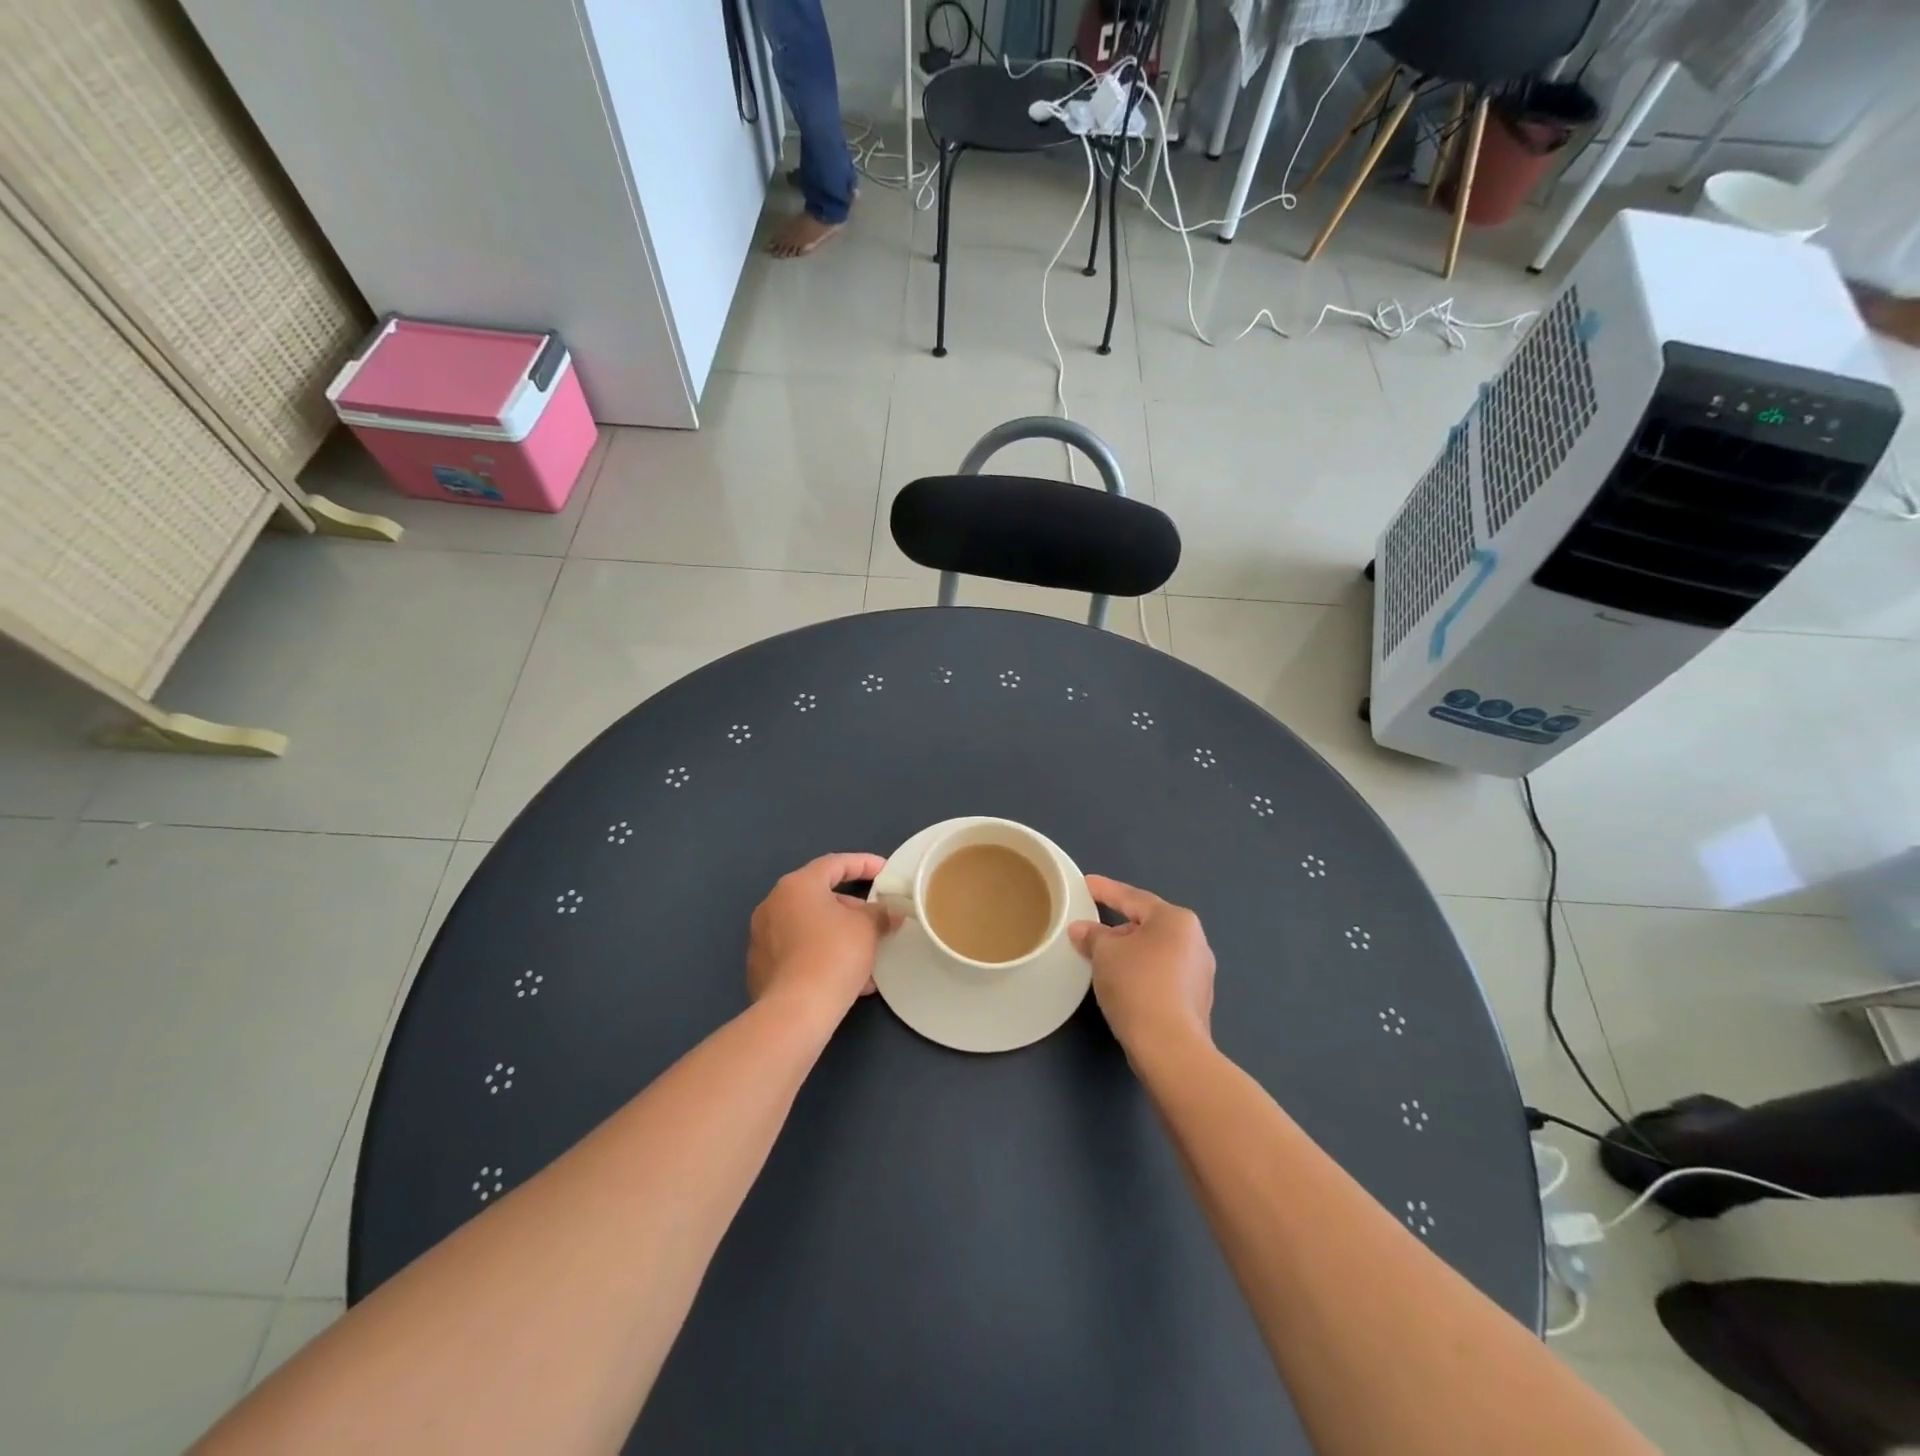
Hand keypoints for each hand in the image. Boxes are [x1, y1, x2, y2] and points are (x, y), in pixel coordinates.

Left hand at [747, 853, 900, 1018]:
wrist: (796, 1010)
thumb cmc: (835, 954)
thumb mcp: (867, 928)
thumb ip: (880, 913)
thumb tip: (887, 913)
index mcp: (797, 885)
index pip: (835, 864)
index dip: (864, 864)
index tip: (885, 872)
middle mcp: (773, 905)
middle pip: (820, 897)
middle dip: (852, 908)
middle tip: (876, 920)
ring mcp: (762, 937)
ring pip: (810, 927)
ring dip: (839, 935)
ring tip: (866, 954)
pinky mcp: (760, 968)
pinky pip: (799, 952)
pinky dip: (822, 955)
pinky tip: (847, 977)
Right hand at [1069, 875, 1214, 1056]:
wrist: (1170, 1047)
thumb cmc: (1137, 986)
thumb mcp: (1105, 954)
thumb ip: (1092, 935)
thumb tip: (1082, 929)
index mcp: (1175, 920)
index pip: (1133, 898)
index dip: (1106, 890)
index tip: (1087, 884)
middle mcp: (1195, 940)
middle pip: (1148, 924)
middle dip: (1118, 926)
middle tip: (1091, 930)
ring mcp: (1200, 972)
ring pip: (1157, 951)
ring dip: (1131, 952)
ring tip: (1104, 959)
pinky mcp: (1197, 999)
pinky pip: (1163, 974)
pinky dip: (1142, 973)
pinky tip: (1124, 984)